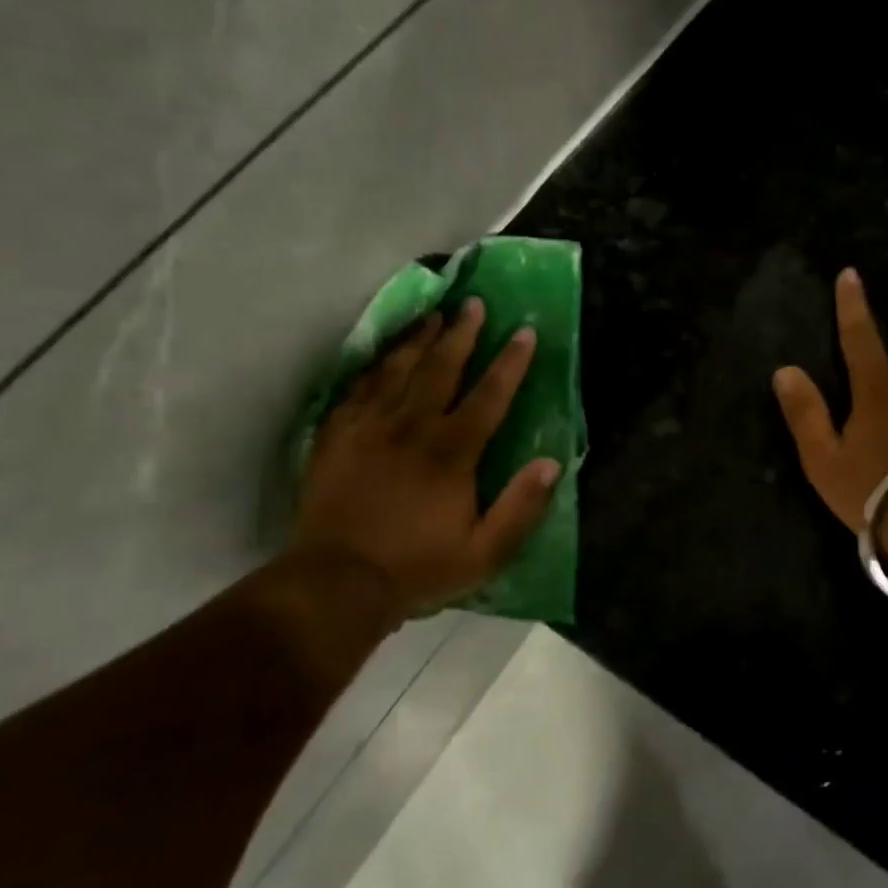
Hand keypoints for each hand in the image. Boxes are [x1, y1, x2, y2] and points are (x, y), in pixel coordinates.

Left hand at [289, 297, 560, 620]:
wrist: (336, 583)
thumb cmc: (418, 567)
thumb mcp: (485, 552)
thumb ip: (521, 507)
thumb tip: (551, 463)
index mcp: (452, 453)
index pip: (488, 396)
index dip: (510, 362)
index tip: (525, 332)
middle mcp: (412, 428)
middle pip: (440, 369)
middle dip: (461, 334)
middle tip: (474, 304)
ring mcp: (369, 428)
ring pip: (397, 370)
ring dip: (419, 339)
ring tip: (434, 314)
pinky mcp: (336, 437)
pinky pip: (358, 388)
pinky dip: (374, 365)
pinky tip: (383, 354)